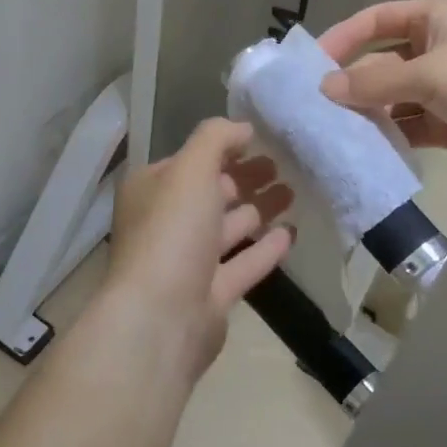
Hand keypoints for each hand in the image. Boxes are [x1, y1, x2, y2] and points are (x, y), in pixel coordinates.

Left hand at [103, 120, 294, 381]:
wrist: (161, 319)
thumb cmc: (172, 233)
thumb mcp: (191, 170)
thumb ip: (216, 139)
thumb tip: (243, 127)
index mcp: (152, 191)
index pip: (189, 161)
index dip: (223, 148)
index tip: (262, 138)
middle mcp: (166, 223)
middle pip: (210, 193)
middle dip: (244, 177)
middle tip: (283, 163)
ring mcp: (188, 262)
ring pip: (229, 228)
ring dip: (258, 209)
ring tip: (294, 190)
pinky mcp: (212, 295)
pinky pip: (243, 263)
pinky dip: (265, 248)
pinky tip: (292, 233)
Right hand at [318, 0, 446, 166]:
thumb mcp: (429, 74)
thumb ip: (374, 81)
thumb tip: (324, 88)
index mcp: (432, 20)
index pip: (375, 21)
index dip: (343, 38)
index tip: (313, 65)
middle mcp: (433, 49)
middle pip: (379, 62)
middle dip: (351, 84)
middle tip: (316, 108)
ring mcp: (440, 88)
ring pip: (391, 98)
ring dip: (367, 114)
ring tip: (333, 132)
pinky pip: (407, 125)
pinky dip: (388, 136)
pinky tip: (364, 150)